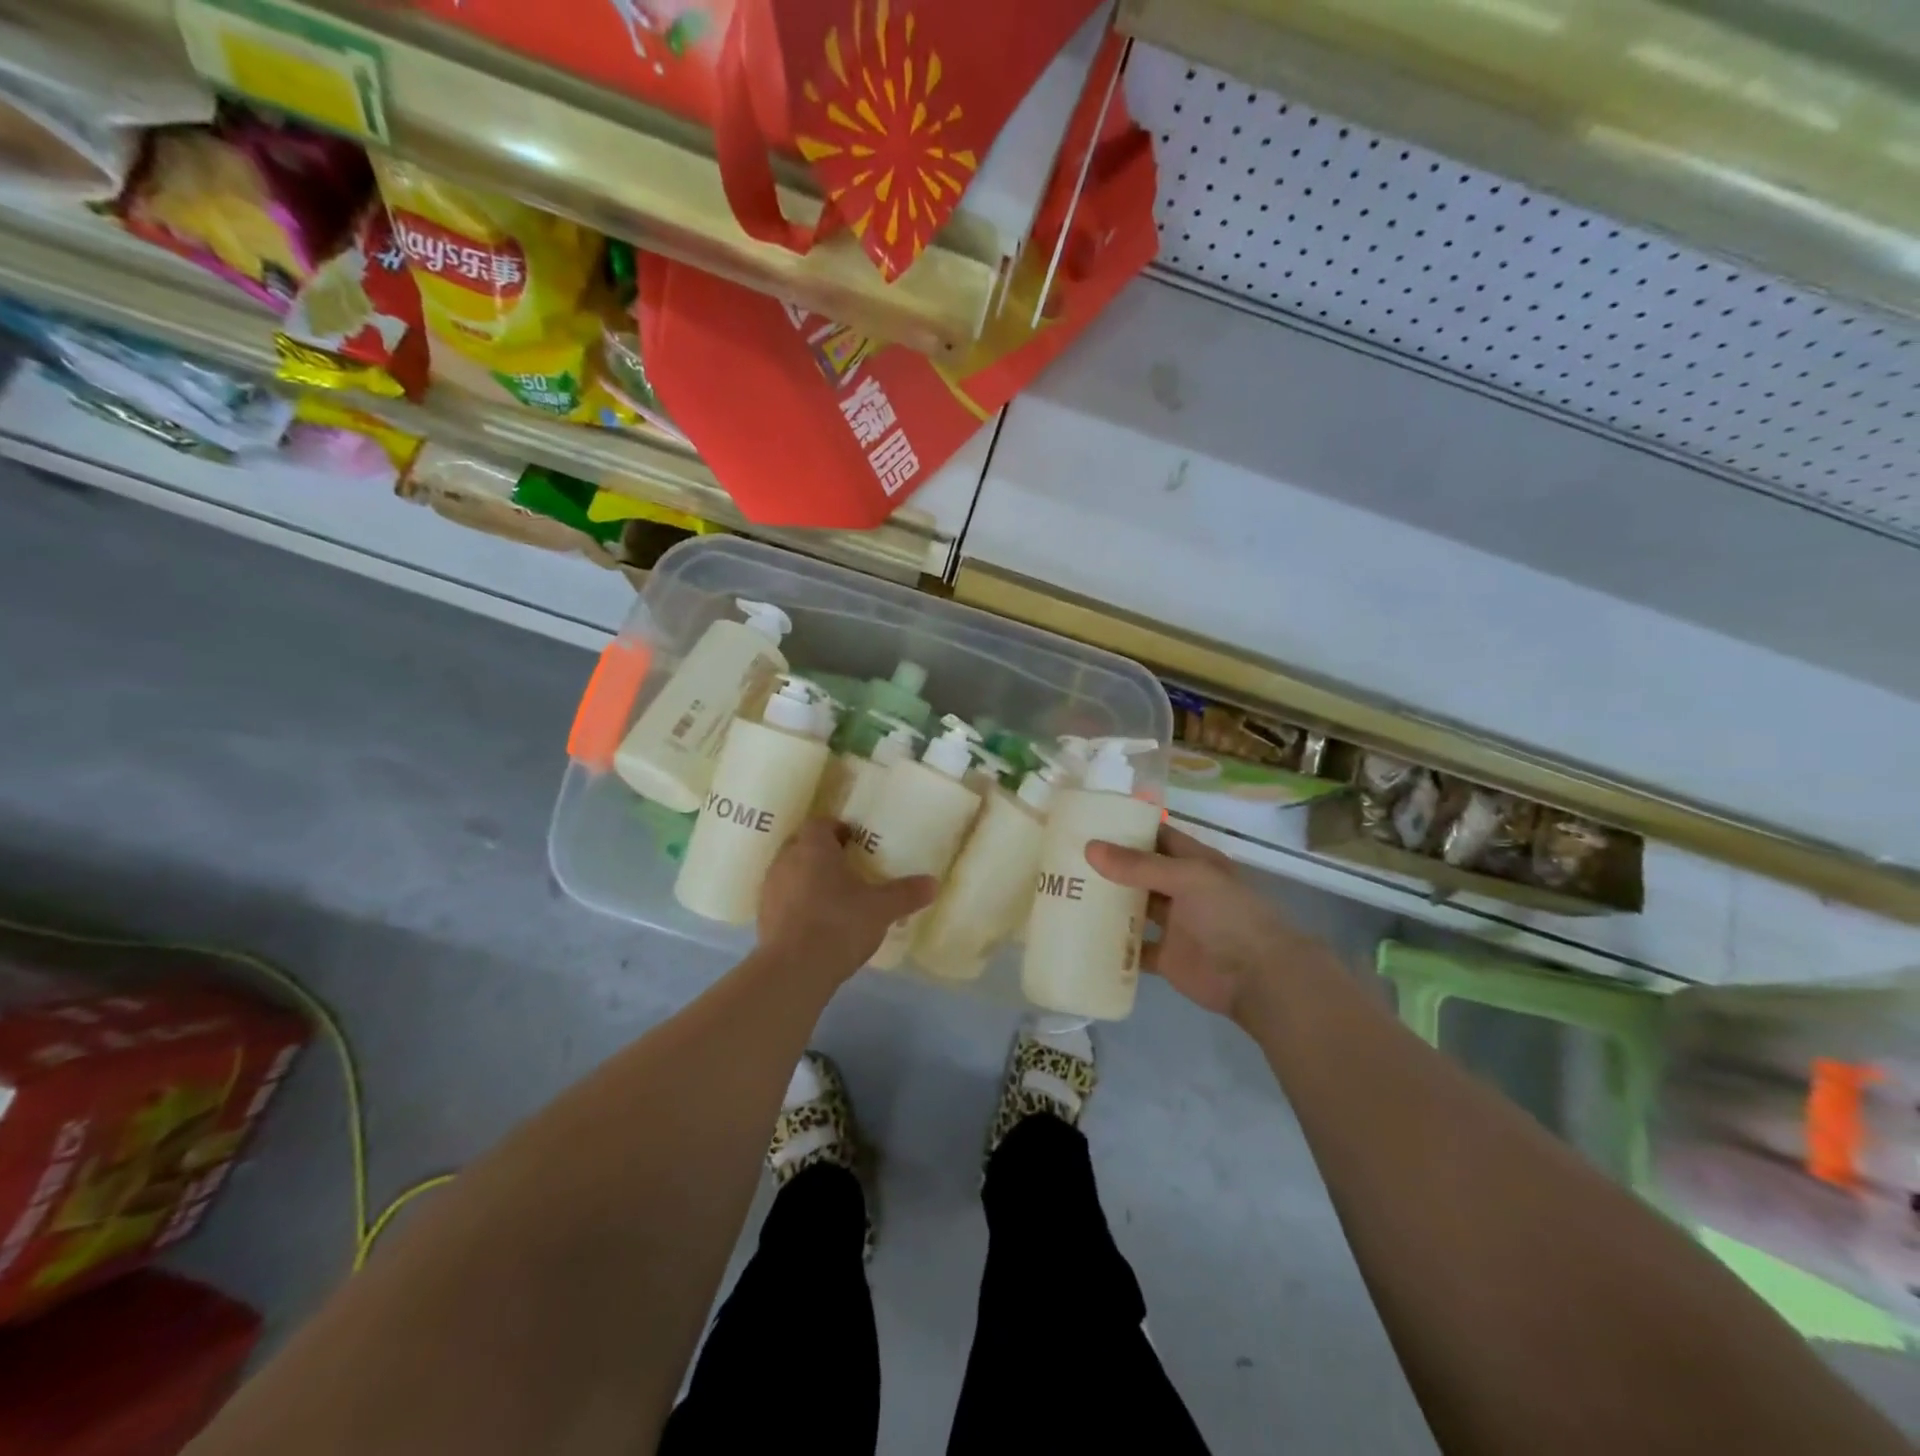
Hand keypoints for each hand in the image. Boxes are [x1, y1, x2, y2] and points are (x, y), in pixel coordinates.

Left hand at [758, 820, 935, 979]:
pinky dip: (798, 903)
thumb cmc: (839, 924)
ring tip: (833, 897)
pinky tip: (816, 923)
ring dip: (808, 878)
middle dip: (823, 853)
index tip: (857, 842)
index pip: (821, 824)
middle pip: (803, 845)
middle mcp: (786, 860)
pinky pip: (783, 899)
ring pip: (791, 872)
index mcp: (813, 847)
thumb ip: (906, 893)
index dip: (839, 829)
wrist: (793, 970)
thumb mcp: (882, 908)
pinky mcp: (762, 917)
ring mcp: (770, 889)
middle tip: (848, 868)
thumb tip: (933, 883)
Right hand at [1086, 825, 1300, 1018]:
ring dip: (1108, 904)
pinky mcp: (1166, 957)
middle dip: (1109, 866)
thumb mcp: (1187, 878)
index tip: (1088, 822)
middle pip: (1140, 872)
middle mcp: (1182, 890)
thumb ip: (1138, 865)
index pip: (1156, 836)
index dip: (1127, 828)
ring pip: (1135, 909)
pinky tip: (1082, 936)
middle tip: (1065, 858)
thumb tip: (1090, 848)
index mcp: (1193, 863)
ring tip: (1065, 892)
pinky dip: (1113, 945)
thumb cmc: (1229, 916)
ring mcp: (1174, 925)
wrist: (1259, 978)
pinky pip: (1134, 949)